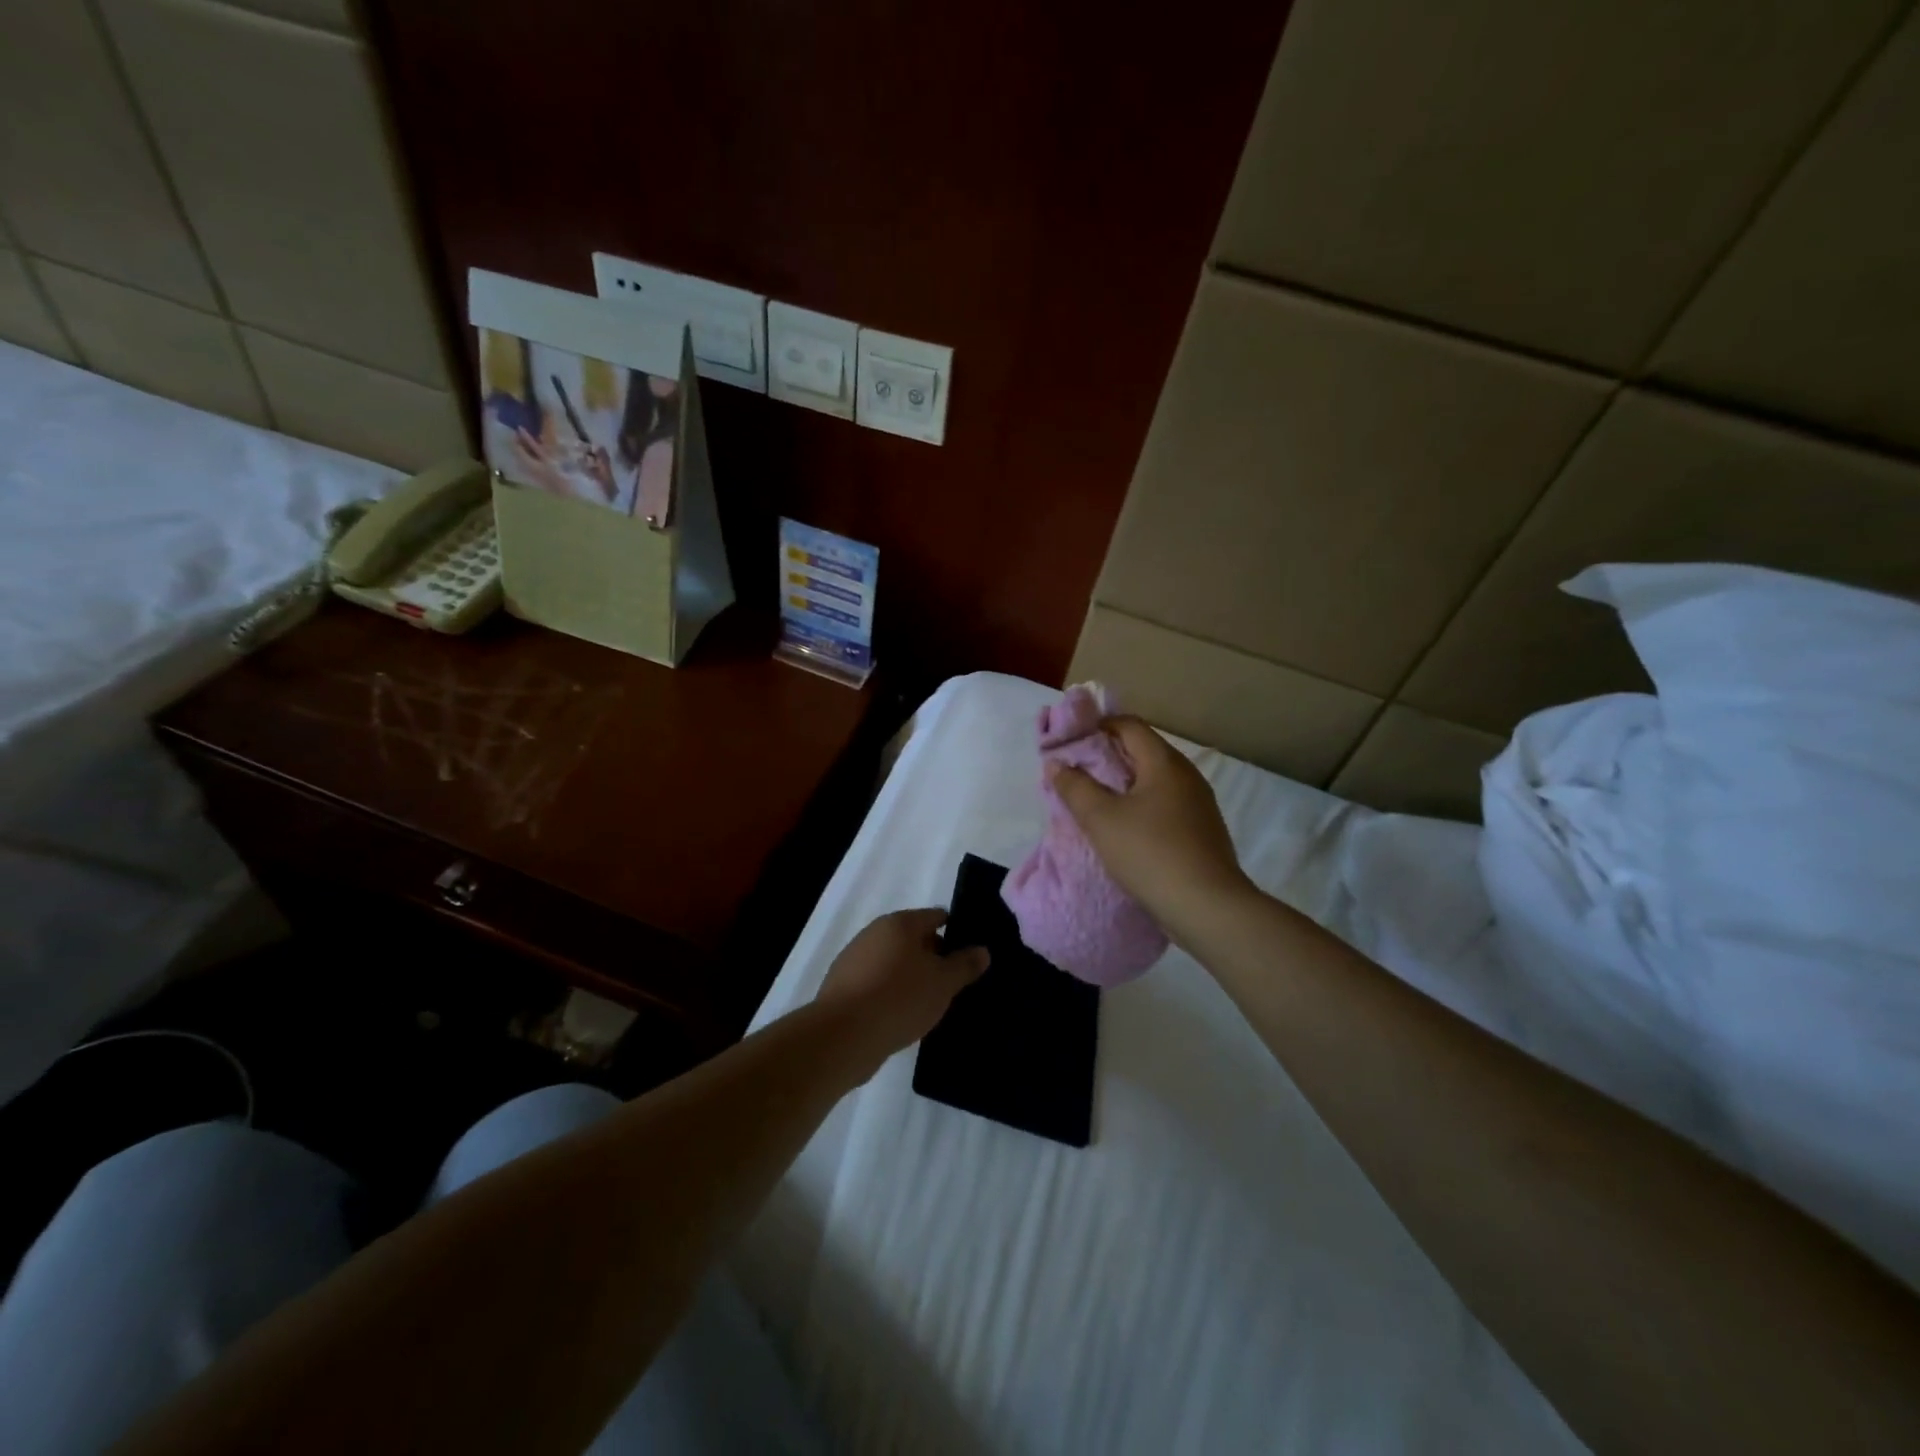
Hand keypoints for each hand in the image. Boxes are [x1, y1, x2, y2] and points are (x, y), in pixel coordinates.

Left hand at [814, 909, 988, 1056]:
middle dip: (934, 956)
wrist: (843, 1035)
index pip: (936, 916)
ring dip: (912, 977)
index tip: (971, 952)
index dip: (956, 931)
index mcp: (900, 923)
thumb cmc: (900, 998)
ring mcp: (855, 959)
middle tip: (955, 982)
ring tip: (932, 1002)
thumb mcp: (943, 983)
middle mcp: (875, 933)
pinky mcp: (843, 987)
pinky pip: (877, 983)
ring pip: (894, 962)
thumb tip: (982, 950)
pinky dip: (892, 993)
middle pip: (913, 938)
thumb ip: (965, 965)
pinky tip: (903, 1016)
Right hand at [1048, 717, 1253, 938]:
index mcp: (1165, 762)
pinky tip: (1125, 829)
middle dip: (1107, 757)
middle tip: (1076, 773)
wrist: (1207, 907)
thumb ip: (1075, 787)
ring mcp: (1199, 804)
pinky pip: (1165, 804)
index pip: (1129, 725)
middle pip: (1143, 751)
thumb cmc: (1150, 853)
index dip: (1097, 726)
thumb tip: (1056, 763)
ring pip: (1154, 780)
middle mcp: (1187, 775)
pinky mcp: (1202, 831)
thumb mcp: (1101, 819)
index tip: (1070, 742)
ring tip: (1095, 802)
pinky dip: (1141, 806)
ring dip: (1124, 784)